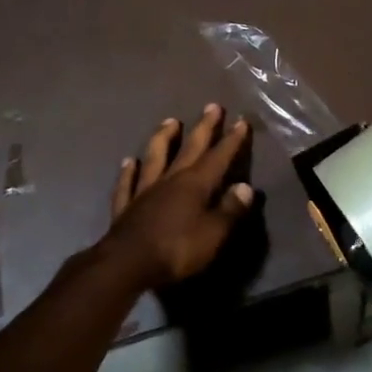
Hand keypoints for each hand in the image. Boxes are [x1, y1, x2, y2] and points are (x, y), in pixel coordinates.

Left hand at [99, 104, 253, 289]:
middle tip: (212, 106)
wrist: (127, 264)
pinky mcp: (125, 207)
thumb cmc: (177, 249)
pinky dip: (129, 171)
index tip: (242, 121)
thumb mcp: (214, 234)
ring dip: (164, 138)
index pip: (219, 157)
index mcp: (196, 184)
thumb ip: (230, 210)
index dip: (232, 140)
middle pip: (189, 148)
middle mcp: (171, 179)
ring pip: (155, 156)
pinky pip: (127, 183)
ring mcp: (145, 190)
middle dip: (204, 127)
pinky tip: (129, 161)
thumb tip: (246, 187)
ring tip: (170, 121)